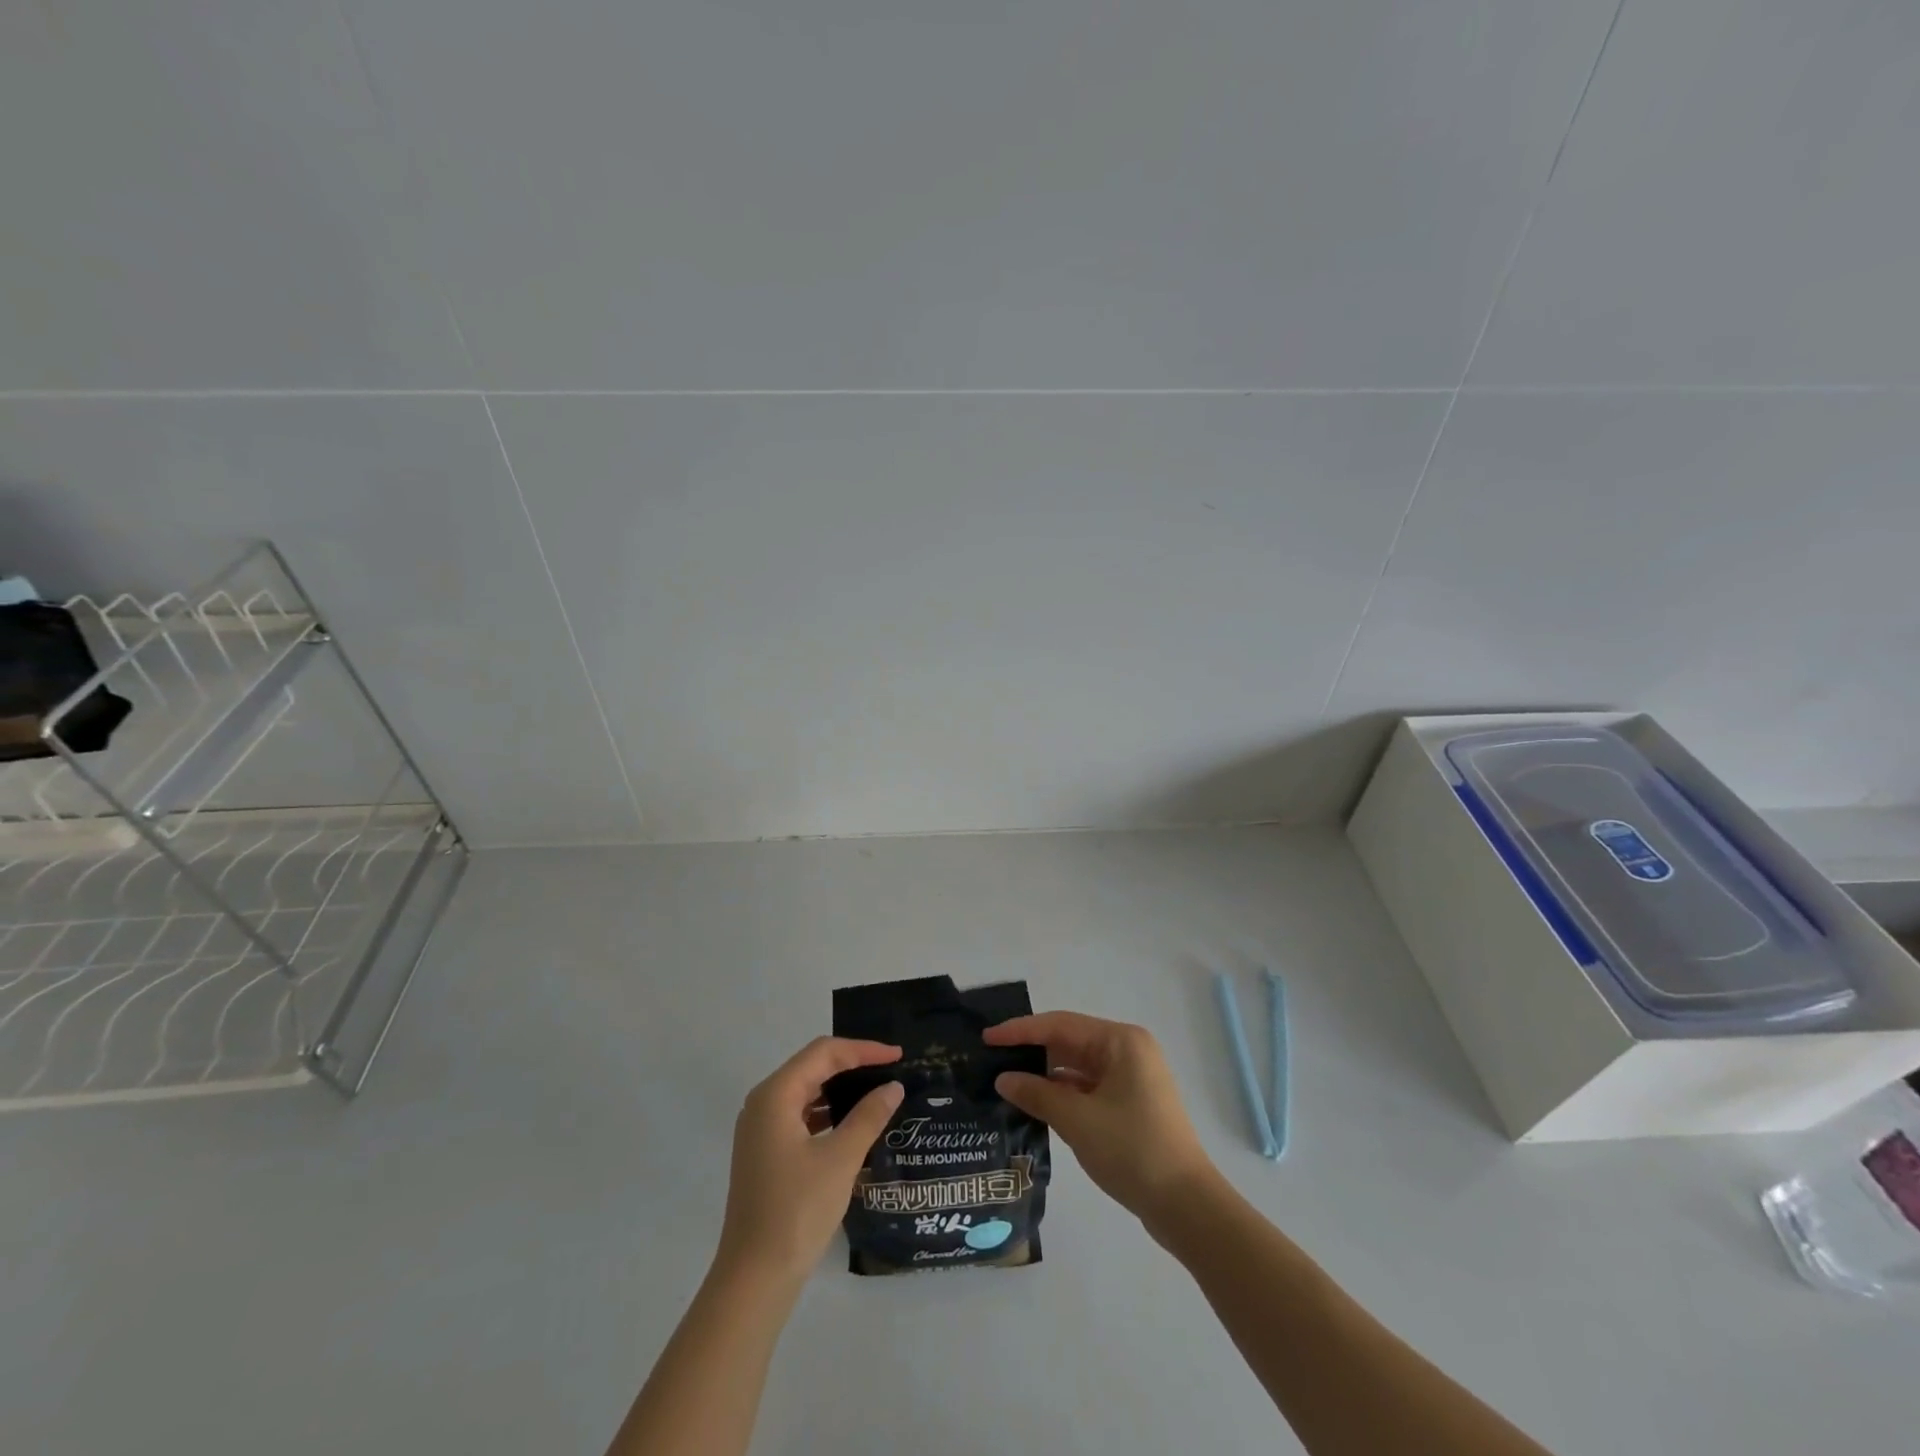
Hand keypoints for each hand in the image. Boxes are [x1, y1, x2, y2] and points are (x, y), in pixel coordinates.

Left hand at [715, 1037, 903, 1285]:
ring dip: (840, 1088)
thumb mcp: (841, 1159)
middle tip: (890, 1069)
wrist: (754, 1278)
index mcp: (775, 1095)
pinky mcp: (765, 1152)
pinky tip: (851, 1124)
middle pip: (812, 1066)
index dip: (863, 1049)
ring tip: (876, 1092)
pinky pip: (800, 1115)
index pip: (824, 1053)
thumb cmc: (797, 1211)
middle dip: (852, 1064)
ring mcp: (760, 1129)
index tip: (897, 1056)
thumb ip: (869, 1116)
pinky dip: (827, 1112)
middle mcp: (763, 1103)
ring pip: (806, 1091)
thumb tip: (893, 1087)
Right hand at [985, 1011, 1215, 1224]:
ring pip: (1078, 1066)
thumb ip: (1037, 1093)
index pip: (1060, 1025)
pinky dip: (1063, 1093)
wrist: (1186, 1206)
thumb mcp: (1077, 1120)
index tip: (987, 1038)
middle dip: (1032, 1051)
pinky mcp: (1131, 1103)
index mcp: (1121, 1041)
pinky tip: (1037, 1104)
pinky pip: (1088, 1087)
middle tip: (992, 1060)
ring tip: (1007, 1082)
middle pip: (1070, 1041)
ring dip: (1046, 1074)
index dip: (1020, 1030)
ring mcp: (1132, 1077)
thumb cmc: (1132, 1150)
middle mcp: (1128, 1050)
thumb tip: (1004, 1079)